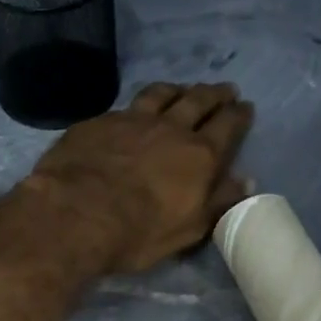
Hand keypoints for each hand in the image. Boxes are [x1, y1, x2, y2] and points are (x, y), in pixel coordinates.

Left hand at [22, 83, 253, 273]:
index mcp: (199, 155)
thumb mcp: (188, 228)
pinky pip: (125, 106)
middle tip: (224, 89)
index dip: (238, 115)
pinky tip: (133, 110)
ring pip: (161, 94)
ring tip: (183, 89)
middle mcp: (170, 128)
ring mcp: (132, 120)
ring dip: (177, 89)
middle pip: (198, 101)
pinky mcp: (99, 122)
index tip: (245, 107)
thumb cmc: (138, 232)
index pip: (227, 127)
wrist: (75, 213)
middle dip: (214, 94)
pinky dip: (138, 104)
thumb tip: (245, 181)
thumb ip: (218, 202)